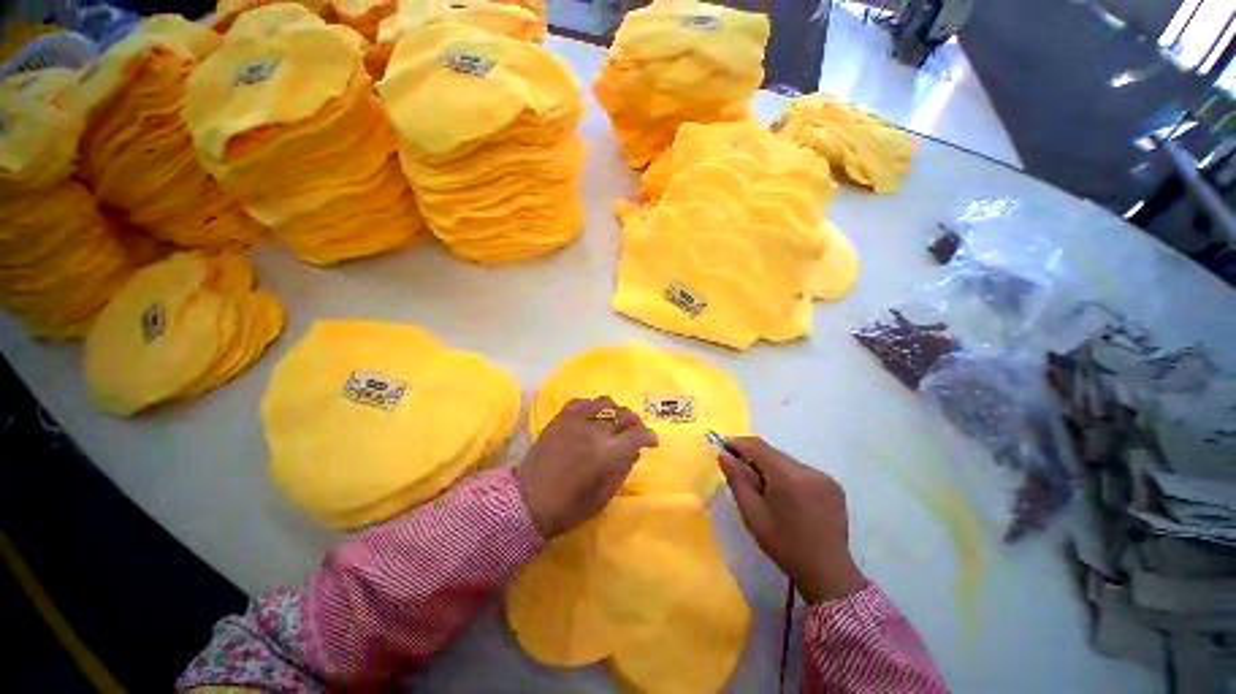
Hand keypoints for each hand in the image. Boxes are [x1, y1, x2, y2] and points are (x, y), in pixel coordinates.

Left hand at [518, 397, 658, 538]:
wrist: (527, 502)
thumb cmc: (568, 507)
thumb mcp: (603, 496)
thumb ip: (622, 469)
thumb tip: (634, 452)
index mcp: (607, 453)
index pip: (636, 434)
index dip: (648, 435)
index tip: (652, 441)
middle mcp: (594, 430)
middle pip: (623, 415)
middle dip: (634, 422)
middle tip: (635, 431)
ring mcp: (575, 421)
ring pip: (604, 403)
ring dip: (615, 410)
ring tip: (615, 420)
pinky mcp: (560, 419)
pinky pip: (581, 402)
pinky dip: (592, 406)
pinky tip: (593, 415)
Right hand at [719, 437, 865, 603]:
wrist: (827, 574)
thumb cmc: (784, 545)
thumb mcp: (752, 513)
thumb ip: (737, 480)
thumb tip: (723, 455)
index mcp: (788, 476)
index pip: (757, 446)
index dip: (738, 443)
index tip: (723, 446)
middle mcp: (808, 470)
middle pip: (773, 452)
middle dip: (753, 456)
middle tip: (738, 468)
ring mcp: (824, 477)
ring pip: (787, 461)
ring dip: (770, 466)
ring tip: (761, 487)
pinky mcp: (833, 486)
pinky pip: (801, 471)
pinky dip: (787, 475)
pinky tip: (784, 495)